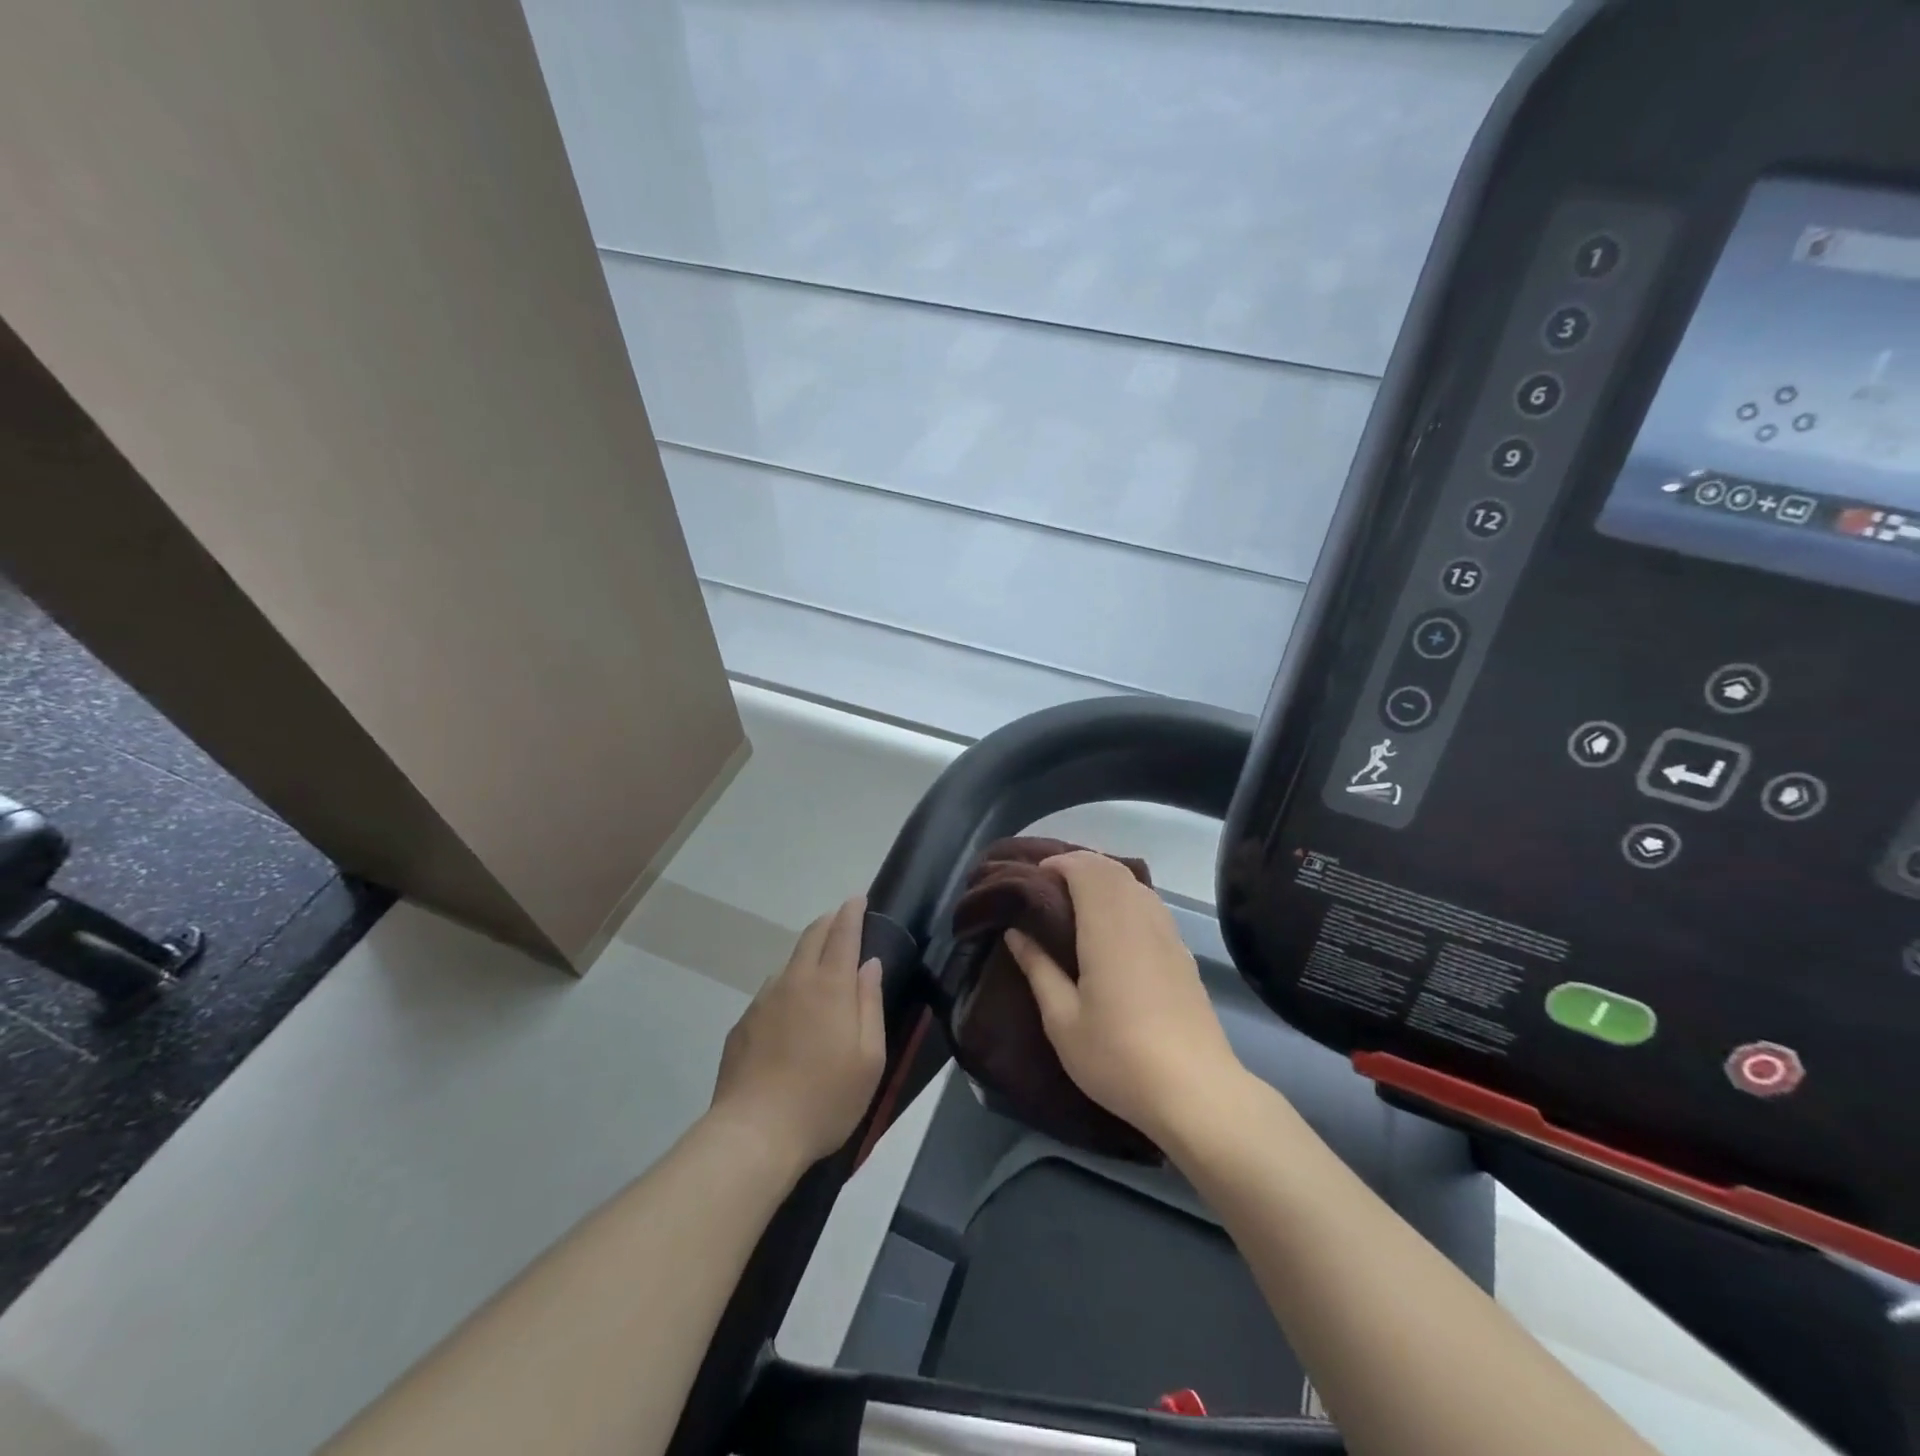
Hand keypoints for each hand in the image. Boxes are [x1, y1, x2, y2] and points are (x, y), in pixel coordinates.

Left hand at [710, 896, 885, 1164]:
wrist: (753, 1134)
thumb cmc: (825, 1099)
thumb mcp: (869, 1058)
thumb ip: (871, 1004)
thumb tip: (870, 965)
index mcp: (831, 986)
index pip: (843, 934)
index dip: (852, 912)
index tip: (858, 898)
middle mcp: (795, 982)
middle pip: (812, 937)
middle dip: (829, 922)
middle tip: (841, 918)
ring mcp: (764, 1001)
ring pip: (789, 963)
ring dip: (807, 954)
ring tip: (818, 966)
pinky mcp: (743, 1024)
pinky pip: (771, 992)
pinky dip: (787, 986)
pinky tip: (790, 1012)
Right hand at [1003, 851, 1245, 1145]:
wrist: (1195, 1092)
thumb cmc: (1118, 1057)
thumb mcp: (1062, 1020)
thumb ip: (1038, 968)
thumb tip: (1015, 932)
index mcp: (1108, 928)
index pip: (1086, 870)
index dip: (1059, 864)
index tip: (1034, 878)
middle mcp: (1141, 919)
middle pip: (1112, 869)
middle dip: (1080, 866)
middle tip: (1050, 888)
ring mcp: (1168, 934)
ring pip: (1136, 884)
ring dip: (1105, 880)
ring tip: (1077, 904)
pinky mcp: (1182, 954)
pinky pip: (1151, 905)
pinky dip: (1127, 898)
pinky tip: (1114, 929)